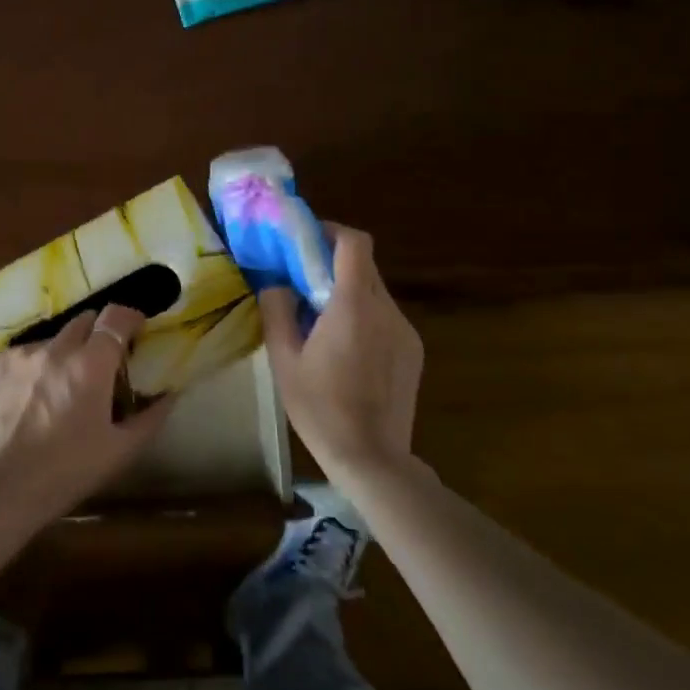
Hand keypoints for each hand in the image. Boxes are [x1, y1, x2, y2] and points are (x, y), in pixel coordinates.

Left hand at [0, 305, 174, 529]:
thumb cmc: (65, 473)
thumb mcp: (118, 452)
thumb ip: (150, 418)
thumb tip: (170, 394)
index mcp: (91, 364)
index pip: (116, 317)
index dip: (130, 317)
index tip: (137, 328)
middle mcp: (56, 348)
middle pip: (85, 320)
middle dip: (98, 333)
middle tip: (102, 362)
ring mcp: (23, 353)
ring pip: (54, 337)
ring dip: (66, 351)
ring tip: (62, 384)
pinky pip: (26, 352)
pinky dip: (37, 364)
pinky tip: (31, 395)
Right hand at [259, 225, 422, 485]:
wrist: (373, 459)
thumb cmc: (320, 408)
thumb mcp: (284, 360)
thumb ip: (277, 311)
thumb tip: (275, 283)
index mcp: (352, 306)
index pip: (354, 244)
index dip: (332, 231)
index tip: (307, 238)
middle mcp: (385, 310)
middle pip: (364, 265)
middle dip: (334, 262)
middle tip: (304, 279)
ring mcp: (405, 331)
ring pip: (375, 291)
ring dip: (348, 291)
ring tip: (321, 319)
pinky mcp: (413, 351)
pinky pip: (385, 317)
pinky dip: (364, 315)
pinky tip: (346, 349)